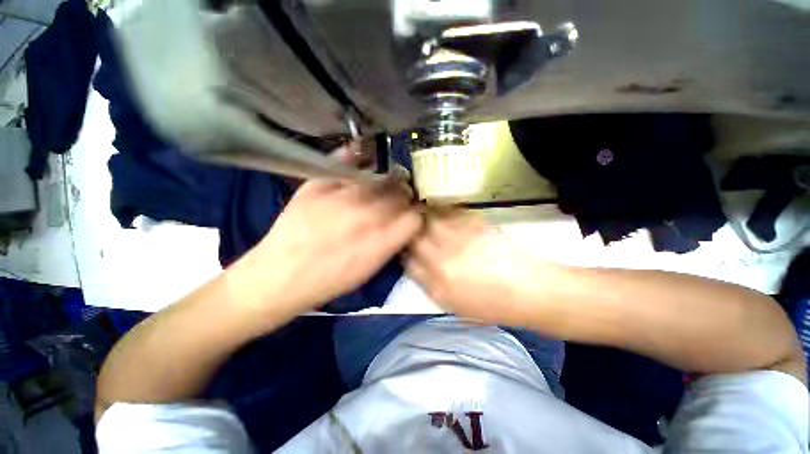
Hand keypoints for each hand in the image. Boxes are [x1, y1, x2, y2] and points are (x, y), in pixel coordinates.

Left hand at [236, 143, 422, 315]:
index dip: (417, 213)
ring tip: (384, 181)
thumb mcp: (370, 270)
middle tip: (399, 196)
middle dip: (405, 195)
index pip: (415, 216)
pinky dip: (359, 156)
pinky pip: (347, 160)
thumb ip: (392, 243)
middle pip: (401, 193)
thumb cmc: (329, 281)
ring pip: (380, 177)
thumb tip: (404, 222)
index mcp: (381, 242)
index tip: (413, 212)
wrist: (279, 277)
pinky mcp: (318, 184)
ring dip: (388, 179)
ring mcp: (341, 197)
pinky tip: (364, 156)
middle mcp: (366, 216)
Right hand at [406, 209, 546, 325]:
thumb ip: (428, 284)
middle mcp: (445, 257)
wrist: (528, 290)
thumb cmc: (490, 304)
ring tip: (419, 213)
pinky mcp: (476, 224)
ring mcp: (461, 238)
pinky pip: (450, 212)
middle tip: (408, 227)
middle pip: (415, 237)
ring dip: (421, 215)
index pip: (408, 261)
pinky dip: (441, 209)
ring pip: (430, 220)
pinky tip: (439, 210)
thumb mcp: (453, 305)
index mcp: (439, 282)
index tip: (403, 248)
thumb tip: (411, 264)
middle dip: (407, 231)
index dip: (402, 252)